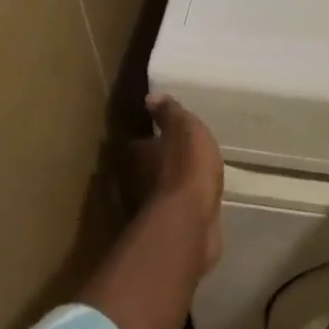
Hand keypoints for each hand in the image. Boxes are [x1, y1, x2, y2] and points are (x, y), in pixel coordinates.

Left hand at [147, 93, 224, 276]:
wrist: (190, 223)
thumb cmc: (186, 169)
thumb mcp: (185, 130)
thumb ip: (170, 113)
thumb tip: (151, 97)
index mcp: (135, 154)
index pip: (138, 142)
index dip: (150, 138)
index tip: (162, 135)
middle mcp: (132, 182)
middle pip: (142, 169)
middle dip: (157, 165)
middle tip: (179, 158)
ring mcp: (146, 210)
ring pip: (156, 193)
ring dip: (168, 188)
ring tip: (190, 181)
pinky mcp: (164, 231)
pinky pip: (172, 214)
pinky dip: (180, 210)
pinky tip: (195, 205)